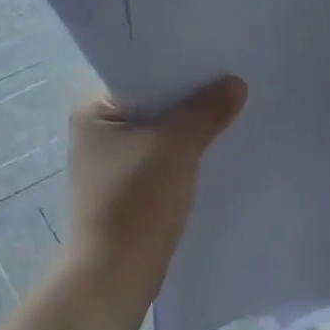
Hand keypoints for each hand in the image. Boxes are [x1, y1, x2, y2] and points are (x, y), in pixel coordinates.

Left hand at [65, 77, 247, 291]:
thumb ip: (206, 111)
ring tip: (234, 110)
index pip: (141, 72)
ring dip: (192, 127)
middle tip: (235, 81)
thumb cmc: (137, 201)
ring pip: (163, 131)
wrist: (117, 274)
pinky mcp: (131, 187)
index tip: (219, 56)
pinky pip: (165, 157)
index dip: (181, 64)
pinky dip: (188, 153)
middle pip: (155, 101)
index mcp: (94, 110)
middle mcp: (99, 130)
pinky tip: (219, 148)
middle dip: (192, 97)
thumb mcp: (175, 147)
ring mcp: (114, 161)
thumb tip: (236, 83)